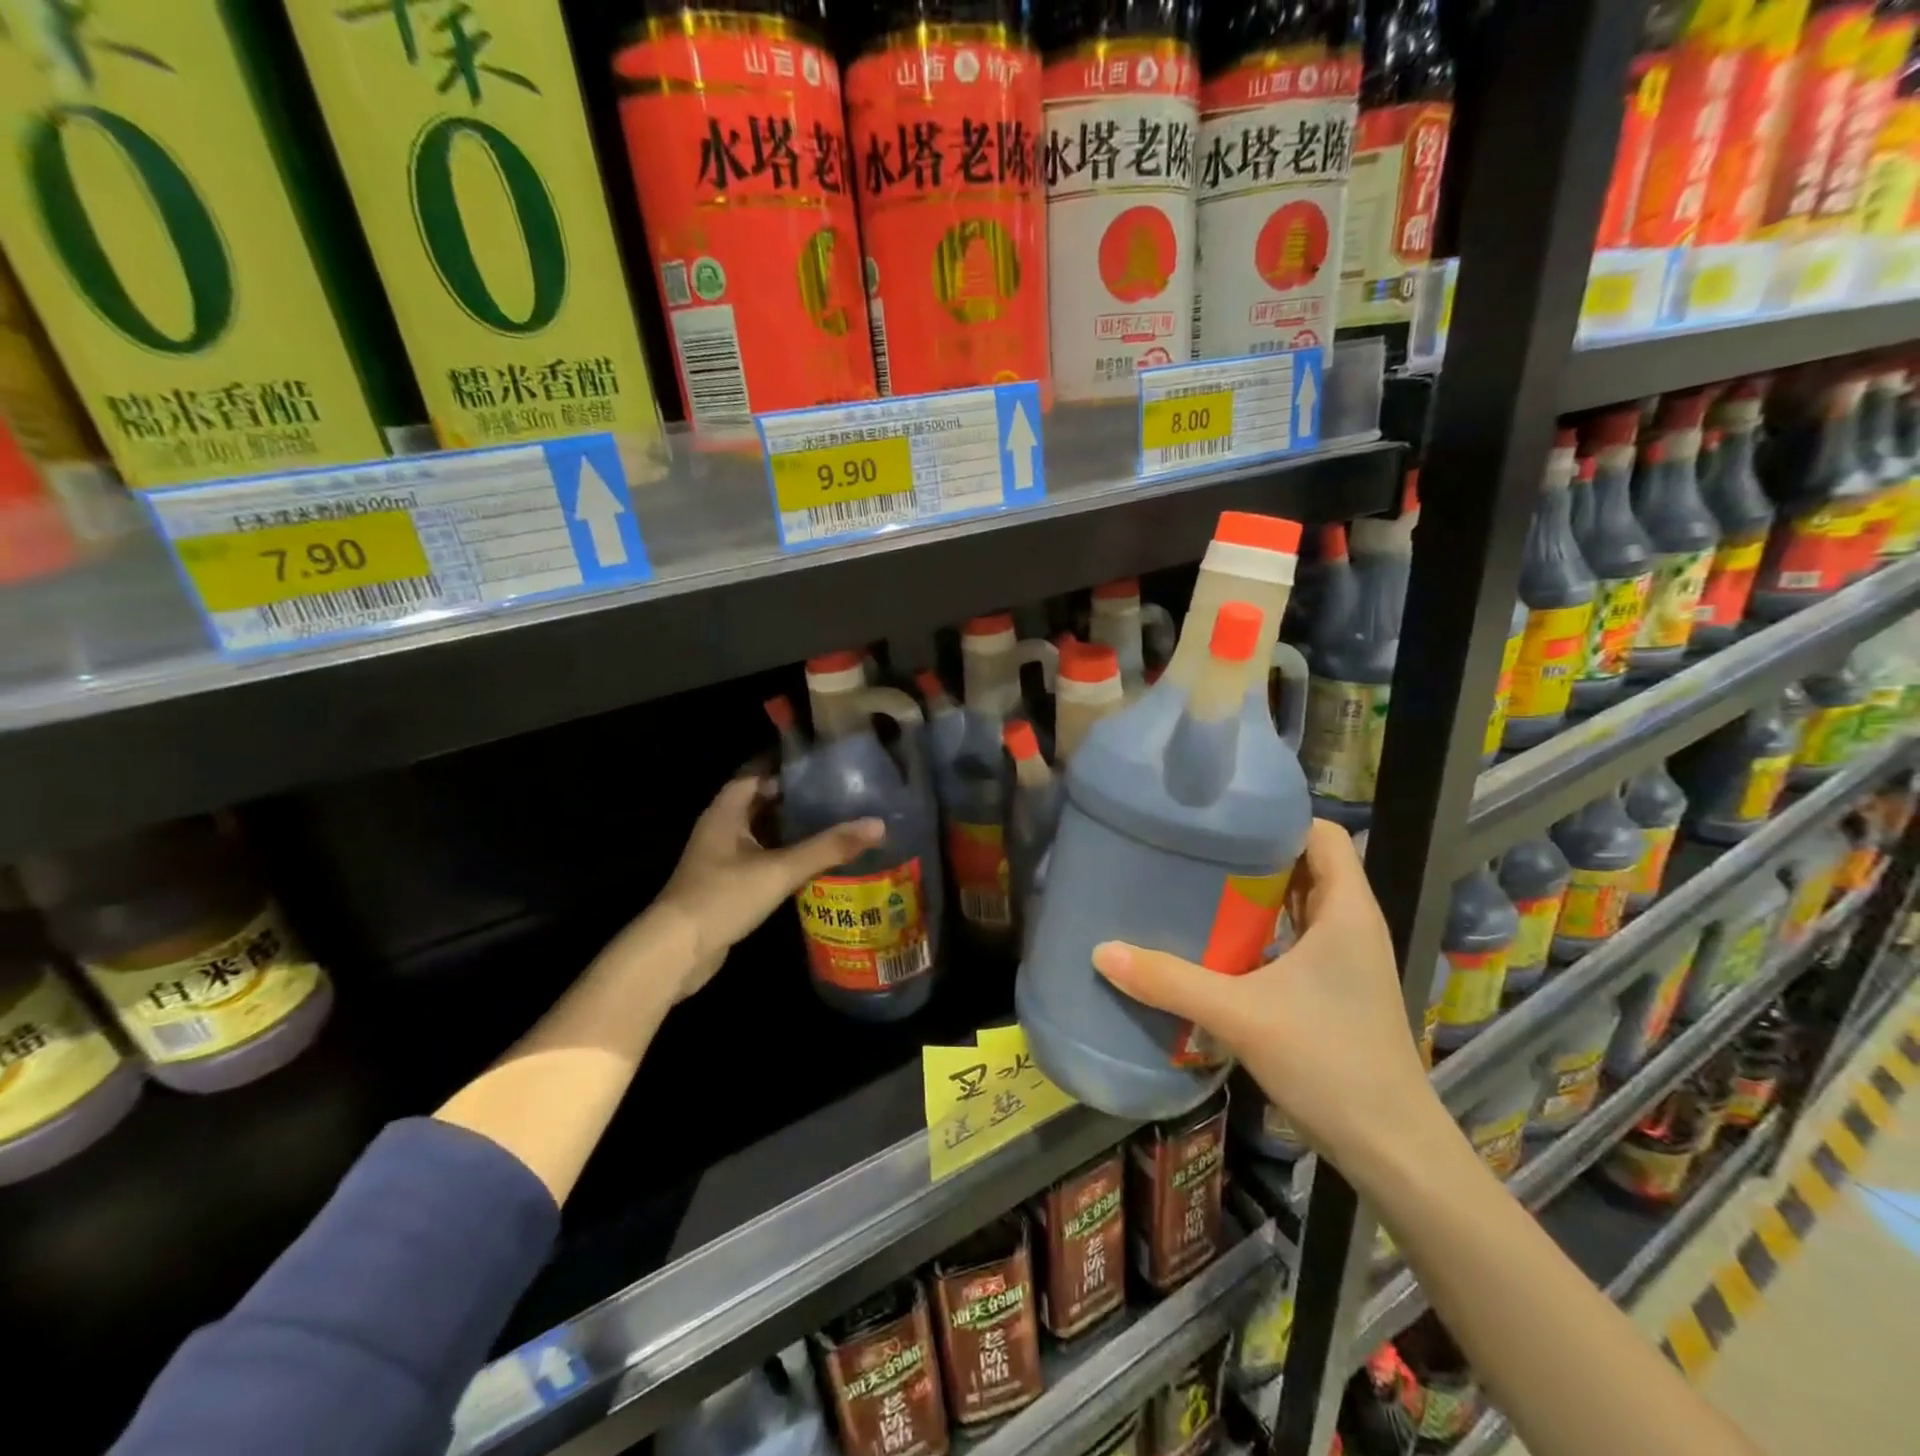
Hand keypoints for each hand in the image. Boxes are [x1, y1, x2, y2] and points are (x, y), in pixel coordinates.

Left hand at [650, 776, 884, 1000]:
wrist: (676, 952)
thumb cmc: (723, 897)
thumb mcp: (780, 870)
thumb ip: (827, 848)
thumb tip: (877, 825)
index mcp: (725, 813)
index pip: (756, 776)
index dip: (785, 770)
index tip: (821, 769)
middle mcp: (720, 829)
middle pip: (759, 804)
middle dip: (793, 801)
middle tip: (835, 798)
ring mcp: (720, 860)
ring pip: (760, 834)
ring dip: (789, 831)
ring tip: (830, 827)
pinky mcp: (724, 886)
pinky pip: (758, 861)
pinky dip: (781, 858)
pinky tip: (809, 865)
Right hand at [1090, 819, 1439, 1162]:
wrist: (1390, 1148)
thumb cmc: (1329, 1062)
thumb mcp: (1241, 1015)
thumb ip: (1170, 981)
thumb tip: (1102, 951)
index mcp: (1347, 910)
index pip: (1321, 833)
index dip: (1277, 817)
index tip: (1222, 816)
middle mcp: (1352, 923)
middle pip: (1305, 863)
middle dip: (1253, 851)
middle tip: (1194, 846)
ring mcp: (1346, 958)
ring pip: (1300, 902)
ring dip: (1256, 891)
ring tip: (1197, 882)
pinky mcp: (1335, 988)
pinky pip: (1296, 936)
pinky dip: (1262, 928)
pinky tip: (1218, 940)